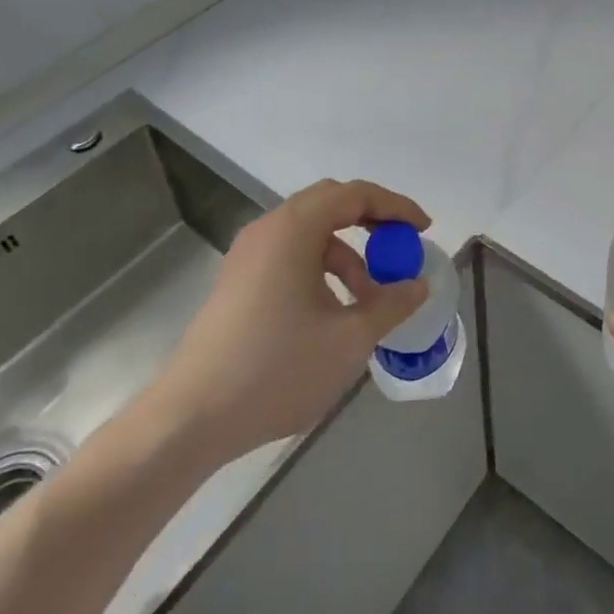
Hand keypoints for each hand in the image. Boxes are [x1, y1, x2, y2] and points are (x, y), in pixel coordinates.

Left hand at [149, 179, 429, 462]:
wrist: (190, 419)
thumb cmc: (276, 369)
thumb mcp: (349, 339)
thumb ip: (391, 304)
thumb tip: (418, 285)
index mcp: (295, 229)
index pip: (355, 194)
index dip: (395, 207)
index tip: (423, 230)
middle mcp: (269, 229)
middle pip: (331, 203)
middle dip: (372, 222)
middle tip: (401, 248)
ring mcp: (249, 255)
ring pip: (311, 233)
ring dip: (348, 252)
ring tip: (370, 297)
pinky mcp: (238, 282)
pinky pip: (291, 255)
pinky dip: (322, 268)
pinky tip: (334, 311)